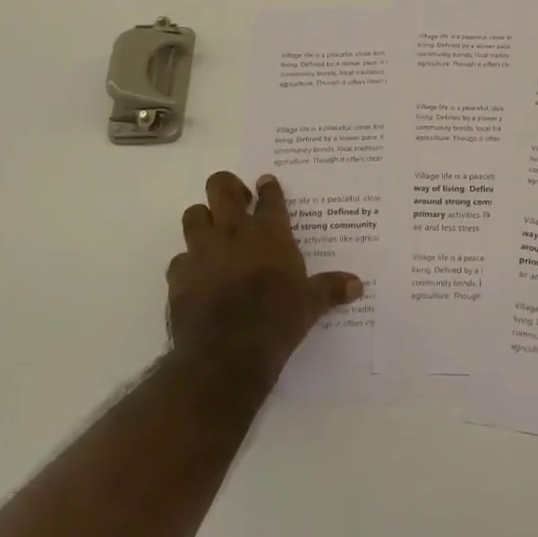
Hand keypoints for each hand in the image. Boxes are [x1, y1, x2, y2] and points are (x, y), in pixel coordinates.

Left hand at [166, 171, 362, 382]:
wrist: (227, 353)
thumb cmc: (277, 320)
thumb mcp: (311, 304)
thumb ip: (330, 289)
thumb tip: (358, 285)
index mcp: (269, 233)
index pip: (269, 197)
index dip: (268, 187)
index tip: (266, 183)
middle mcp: (233, 233)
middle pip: (221, 188)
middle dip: (227, 186)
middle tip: (236, 199)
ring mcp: (202, 252)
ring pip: (193, 215)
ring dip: (202, 219)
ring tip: (212, 231)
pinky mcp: (179, 277)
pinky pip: (179, 259)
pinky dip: (187, 263)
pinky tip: (197, 275)